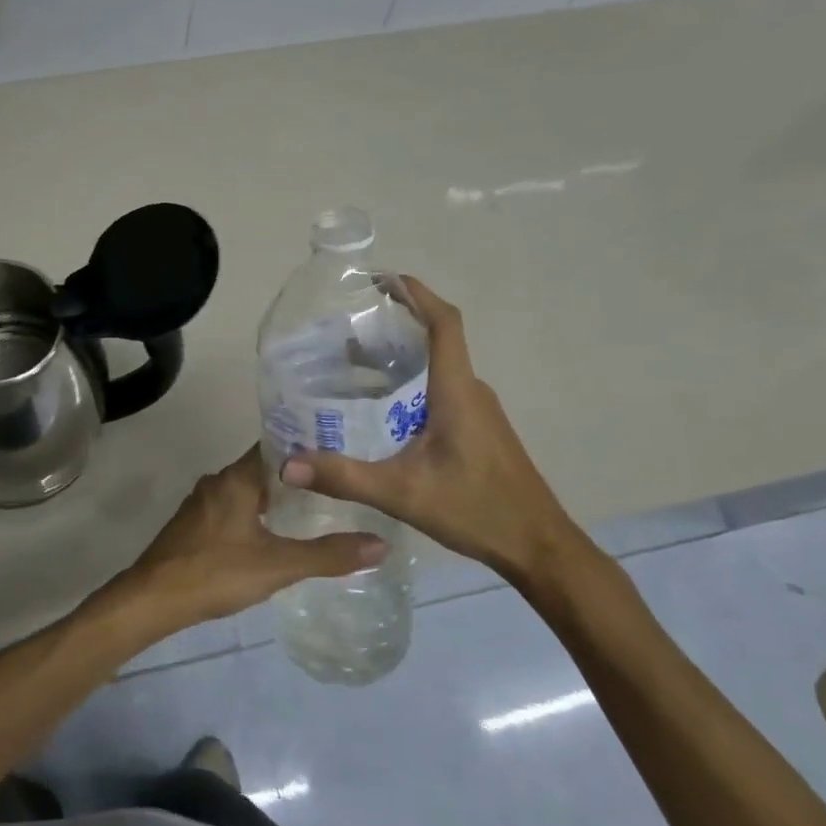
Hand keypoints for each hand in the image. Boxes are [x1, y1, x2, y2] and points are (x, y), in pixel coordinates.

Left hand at [117, 445, 386, 631]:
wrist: (154, 597)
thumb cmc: (216, 572)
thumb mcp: (279, 565)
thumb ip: (329, 555)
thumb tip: (381, 543)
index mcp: (236, 479)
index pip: (274, 447)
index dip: (305, 447)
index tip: (337, 451)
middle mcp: (217, 482)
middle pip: (261, 469)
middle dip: (295, 476)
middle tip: (335, 483)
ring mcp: (201, 503)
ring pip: (245, 490)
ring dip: (273, 496)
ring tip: (312, 507)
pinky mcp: (192, 524)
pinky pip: (231, 507)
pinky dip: (254, 513)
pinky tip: (273, 532)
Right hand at [280, 276, 581, 582]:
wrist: (538, 547)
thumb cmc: (477, 509)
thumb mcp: (402, 493)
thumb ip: (344, 476)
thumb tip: (287, 466)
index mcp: (456, 391)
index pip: (444, 324)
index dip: (417, 294)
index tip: (382, 279)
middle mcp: (470, 391)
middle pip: (437, 339)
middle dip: (396, 322)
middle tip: (348, 323)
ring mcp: (478, 411)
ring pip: (437, 366)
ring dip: (401, 354)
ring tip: (354, 358)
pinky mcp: (478, 429)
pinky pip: (441, 389)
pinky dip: (410, 381)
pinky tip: (381, 406)